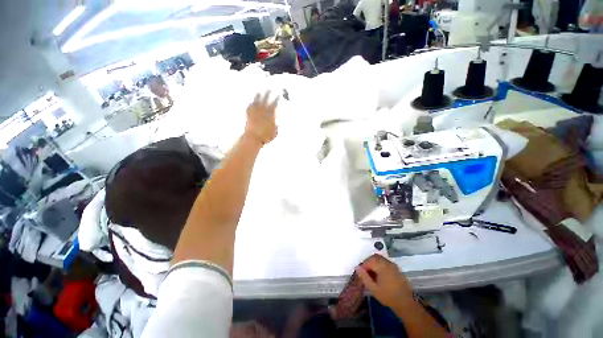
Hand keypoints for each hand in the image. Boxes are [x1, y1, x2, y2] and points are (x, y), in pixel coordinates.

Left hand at [245, 91, 278, 145]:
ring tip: (259, 92)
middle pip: (266, 99)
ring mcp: (255, 111)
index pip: (274, 104)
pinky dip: (251, 103)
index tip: (278, 95)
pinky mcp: (248, 114)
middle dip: (268, 93)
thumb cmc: (265, 137)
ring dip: (258, 96)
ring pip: (257, 101)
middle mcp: (262, 110)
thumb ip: (276, 127)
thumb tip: (278, 124)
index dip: (276, 99)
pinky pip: (250, 106)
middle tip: (269, 89)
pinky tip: (252, 102)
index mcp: (270, 114)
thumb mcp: (274, 133)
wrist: (253, 137)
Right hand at [356, 254, 413, 309]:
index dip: (363, 265)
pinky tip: (378, 274)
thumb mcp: (373, 289)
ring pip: (380, 258)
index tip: (360, 272)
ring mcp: (393, 265)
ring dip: (374, 263)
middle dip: (368, 262)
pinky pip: (385, 262)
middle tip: (364, 271)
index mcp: (382, 266)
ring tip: (371, 273)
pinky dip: (379, 264)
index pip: (369, 260)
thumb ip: (364, 277)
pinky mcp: (396, 268)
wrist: (406, 303)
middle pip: (375, 257)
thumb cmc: (388, 296)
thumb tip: (357, 267)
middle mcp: (388, 263)